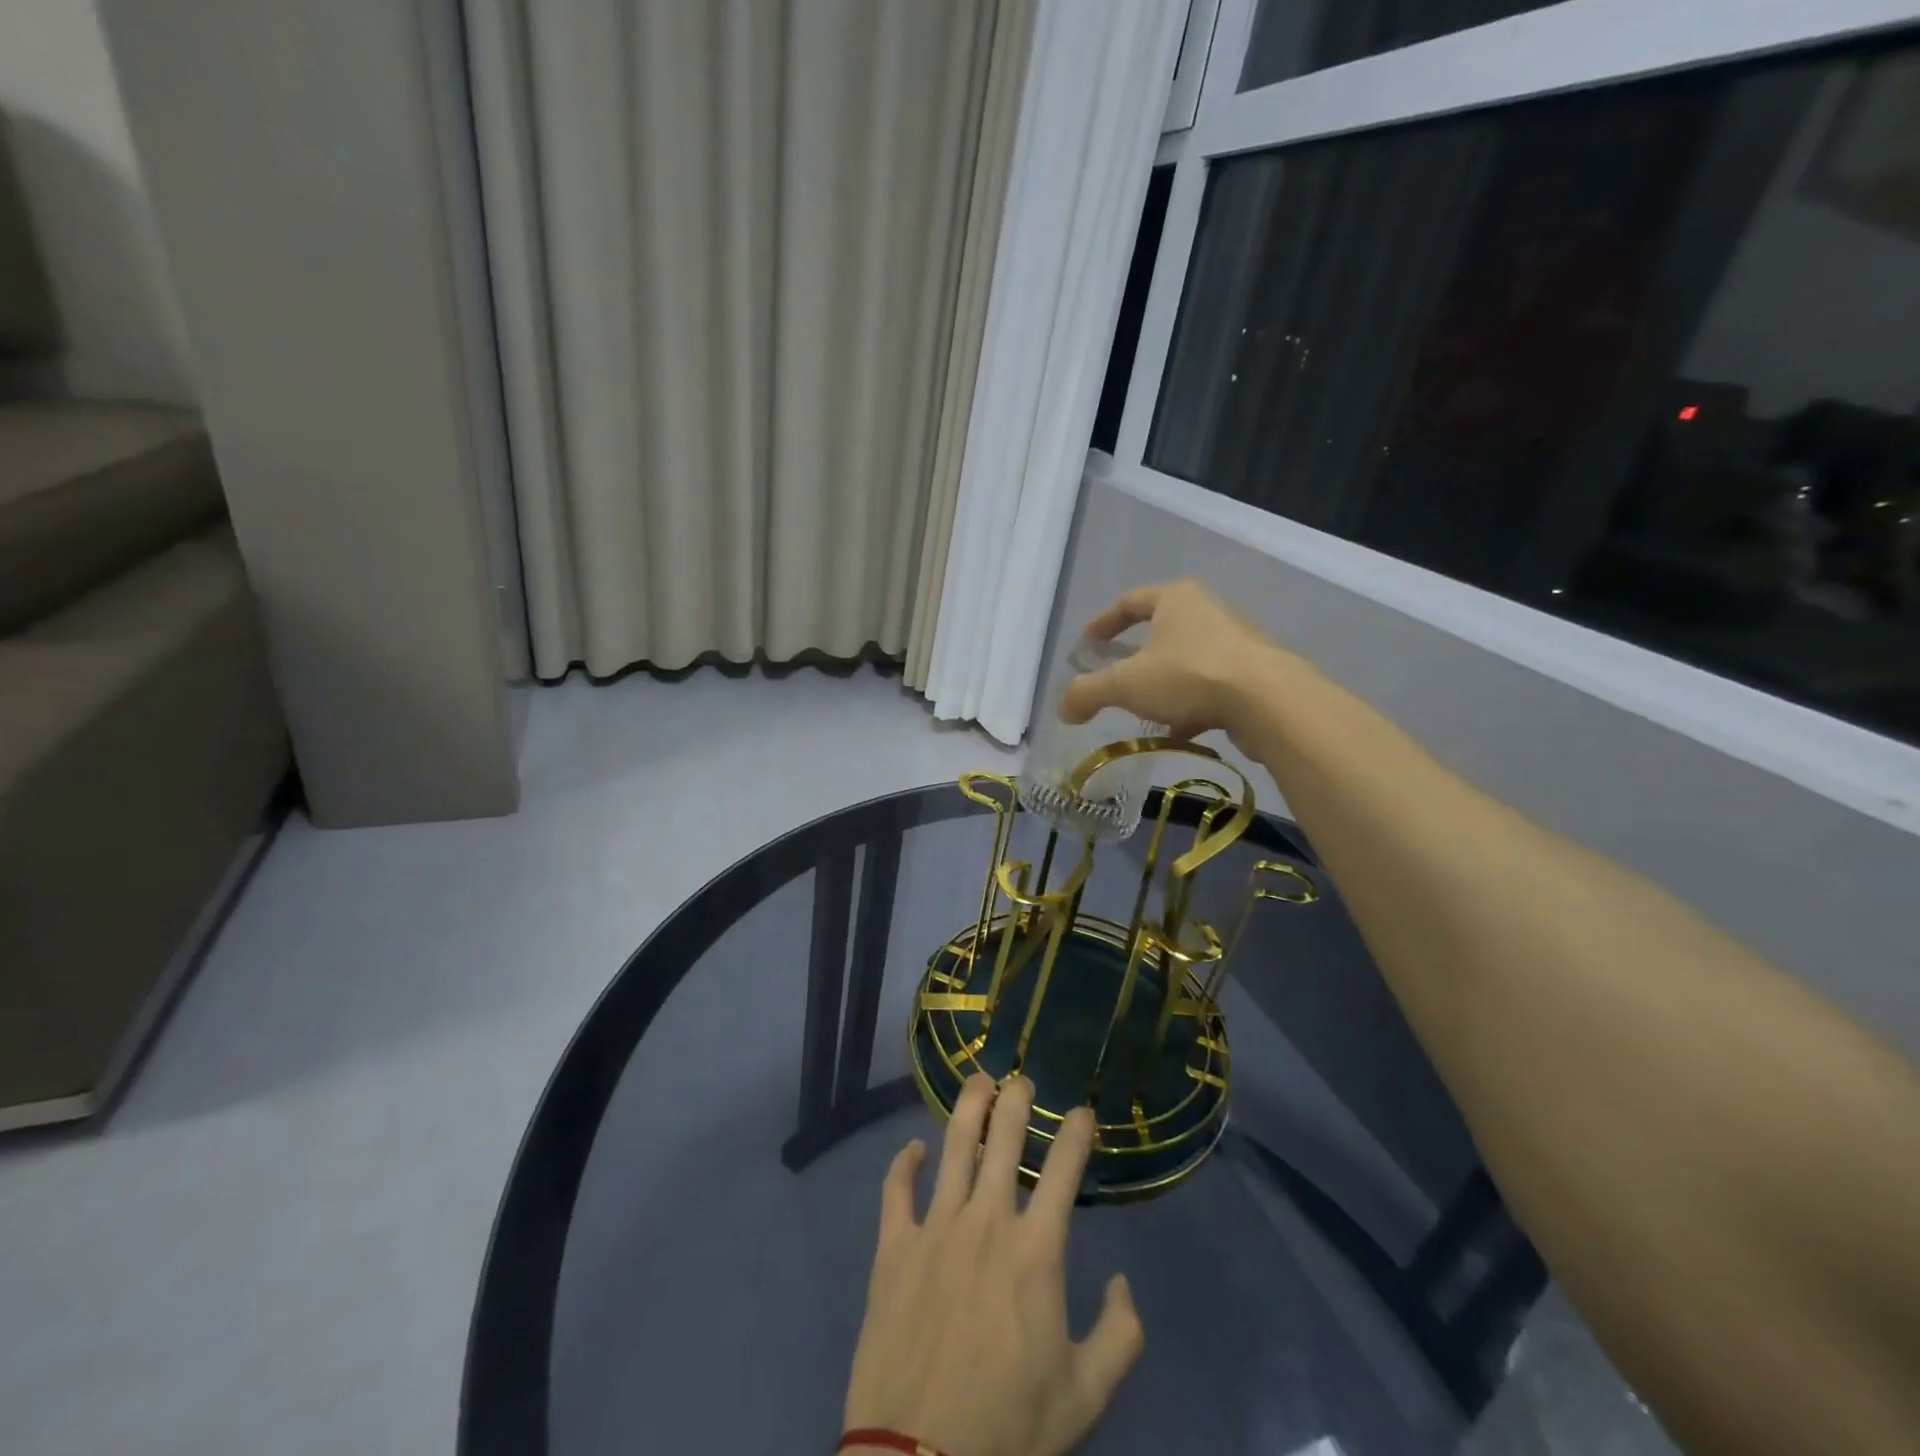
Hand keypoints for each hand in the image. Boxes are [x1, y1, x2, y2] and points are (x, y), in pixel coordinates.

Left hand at [842, 1074, 1143, 1455]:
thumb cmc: (1009, 1429)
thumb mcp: (1086, 1396)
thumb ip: (1121, 1335)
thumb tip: (1121, 1282)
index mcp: (1035, 1250)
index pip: (1063, 1170)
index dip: (1075, 1132)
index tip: (1082, 1110)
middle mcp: (985, 1221)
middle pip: (1003, 1138)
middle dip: (1016, 1100)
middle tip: (1022, 1079)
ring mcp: (934, 1227)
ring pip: (954, 1145)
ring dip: (969, 1106)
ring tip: (979, 1081)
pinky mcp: (892, 1247)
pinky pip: (896, 1189)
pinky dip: (904, 1162)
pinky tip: (914, 1147)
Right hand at [1057, 580, 1285, 743]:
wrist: (1268, 701)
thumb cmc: (1188, 676)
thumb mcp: (1125, 685)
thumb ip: (1087, 693)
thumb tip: (1063, 708)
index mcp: (1175, 599)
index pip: (1129, 602)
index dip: (1103, 623)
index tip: (1087, 645)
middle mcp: (1208, 611)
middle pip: (1161, 630)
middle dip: (1136, 656)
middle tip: (1116, 678)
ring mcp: (1236, 641)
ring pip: (1187, 660)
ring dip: (1164, 684)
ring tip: (1146, 712)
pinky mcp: (1254, 672)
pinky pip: (1210, 685)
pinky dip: (1190, 704)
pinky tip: (1179, 732)